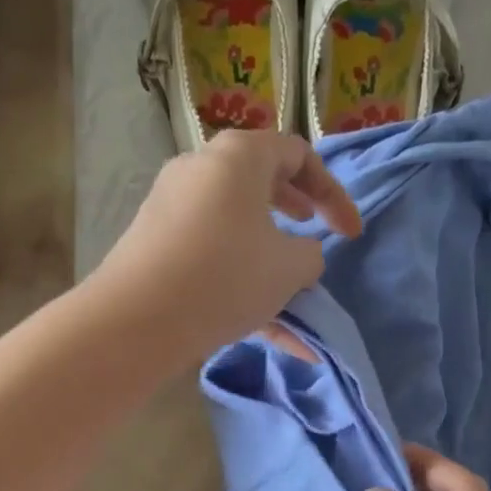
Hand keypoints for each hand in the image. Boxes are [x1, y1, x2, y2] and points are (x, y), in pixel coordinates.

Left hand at [91, 130, 361, 362]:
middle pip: (261, 184)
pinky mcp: (157, 249)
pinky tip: (273, 336)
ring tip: (294, 300)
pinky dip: (243, 289)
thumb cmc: (226, 276)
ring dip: (270, 262)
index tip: (351, 235)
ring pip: (237, 231)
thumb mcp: (289, 268)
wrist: (138, 319)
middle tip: (315, 234)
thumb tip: (300, 256)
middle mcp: (201, 171)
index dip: (333, 194)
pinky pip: (212, 261)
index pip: (297, 154)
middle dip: (296, 213)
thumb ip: (310, 255)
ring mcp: (173, 210)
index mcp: (238, 157)